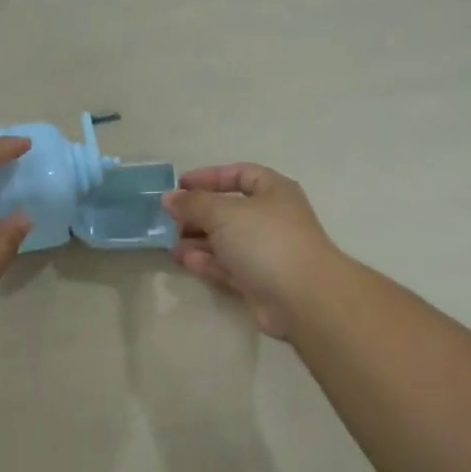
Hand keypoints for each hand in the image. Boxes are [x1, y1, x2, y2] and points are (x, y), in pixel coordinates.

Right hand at [162, 164, 344, 338]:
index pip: (239, 174)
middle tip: (167, 218)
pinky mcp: (258, 280)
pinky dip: (206, 261)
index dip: (209, 177)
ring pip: (225, 240)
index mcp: (273, 191)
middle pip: (228, 209)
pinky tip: (184, 260)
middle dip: (197, 213)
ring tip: (168, 242)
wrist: (302, 297)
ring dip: (197, 239)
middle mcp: (271, 218)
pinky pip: (227, 265)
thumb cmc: (266, 240)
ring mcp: (265, 251)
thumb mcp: (224, 212)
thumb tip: (170, 198)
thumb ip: (194, 203)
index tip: (179, 185)